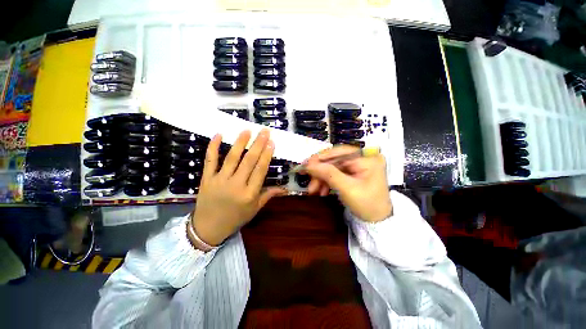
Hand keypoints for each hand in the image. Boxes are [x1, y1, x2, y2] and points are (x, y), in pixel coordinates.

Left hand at [191, 129, 285, 245]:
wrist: (208, 228)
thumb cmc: (235, 218)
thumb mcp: (255, 209)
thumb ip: (268, 195)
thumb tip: (284, 188)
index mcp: (249, 194)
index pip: (260, 170)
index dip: (267, 155)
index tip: (272, 142)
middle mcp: (236, 185)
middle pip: (249, 160)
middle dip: (258, 144)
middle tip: (264, 131)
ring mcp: (220, 180)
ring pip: (232, 157)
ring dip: (240, 142)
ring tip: (247, 130)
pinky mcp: (207, 178)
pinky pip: (210, 160)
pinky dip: (213, 147)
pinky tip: (218, 134)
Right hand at [305, 146, 391, 221]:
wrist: (377, 222)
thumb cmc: (366, 205)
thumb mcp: (347, 189)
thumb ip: (328, 174)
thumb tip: (309, 165)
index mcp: (367, 158)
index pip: (340, 152)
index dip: (321, 157)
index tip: (306, 164)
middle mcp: (363, 158)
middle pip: (335, 160)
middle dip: (320, 172)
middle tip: (308, 179)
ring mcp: (357, 166)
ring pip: (333, 167)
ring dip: (321, 178)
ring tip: (313, 190)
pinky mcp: (353, 173)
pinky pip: (335, 174)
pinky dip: (326, 182)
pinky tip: (322, 191)